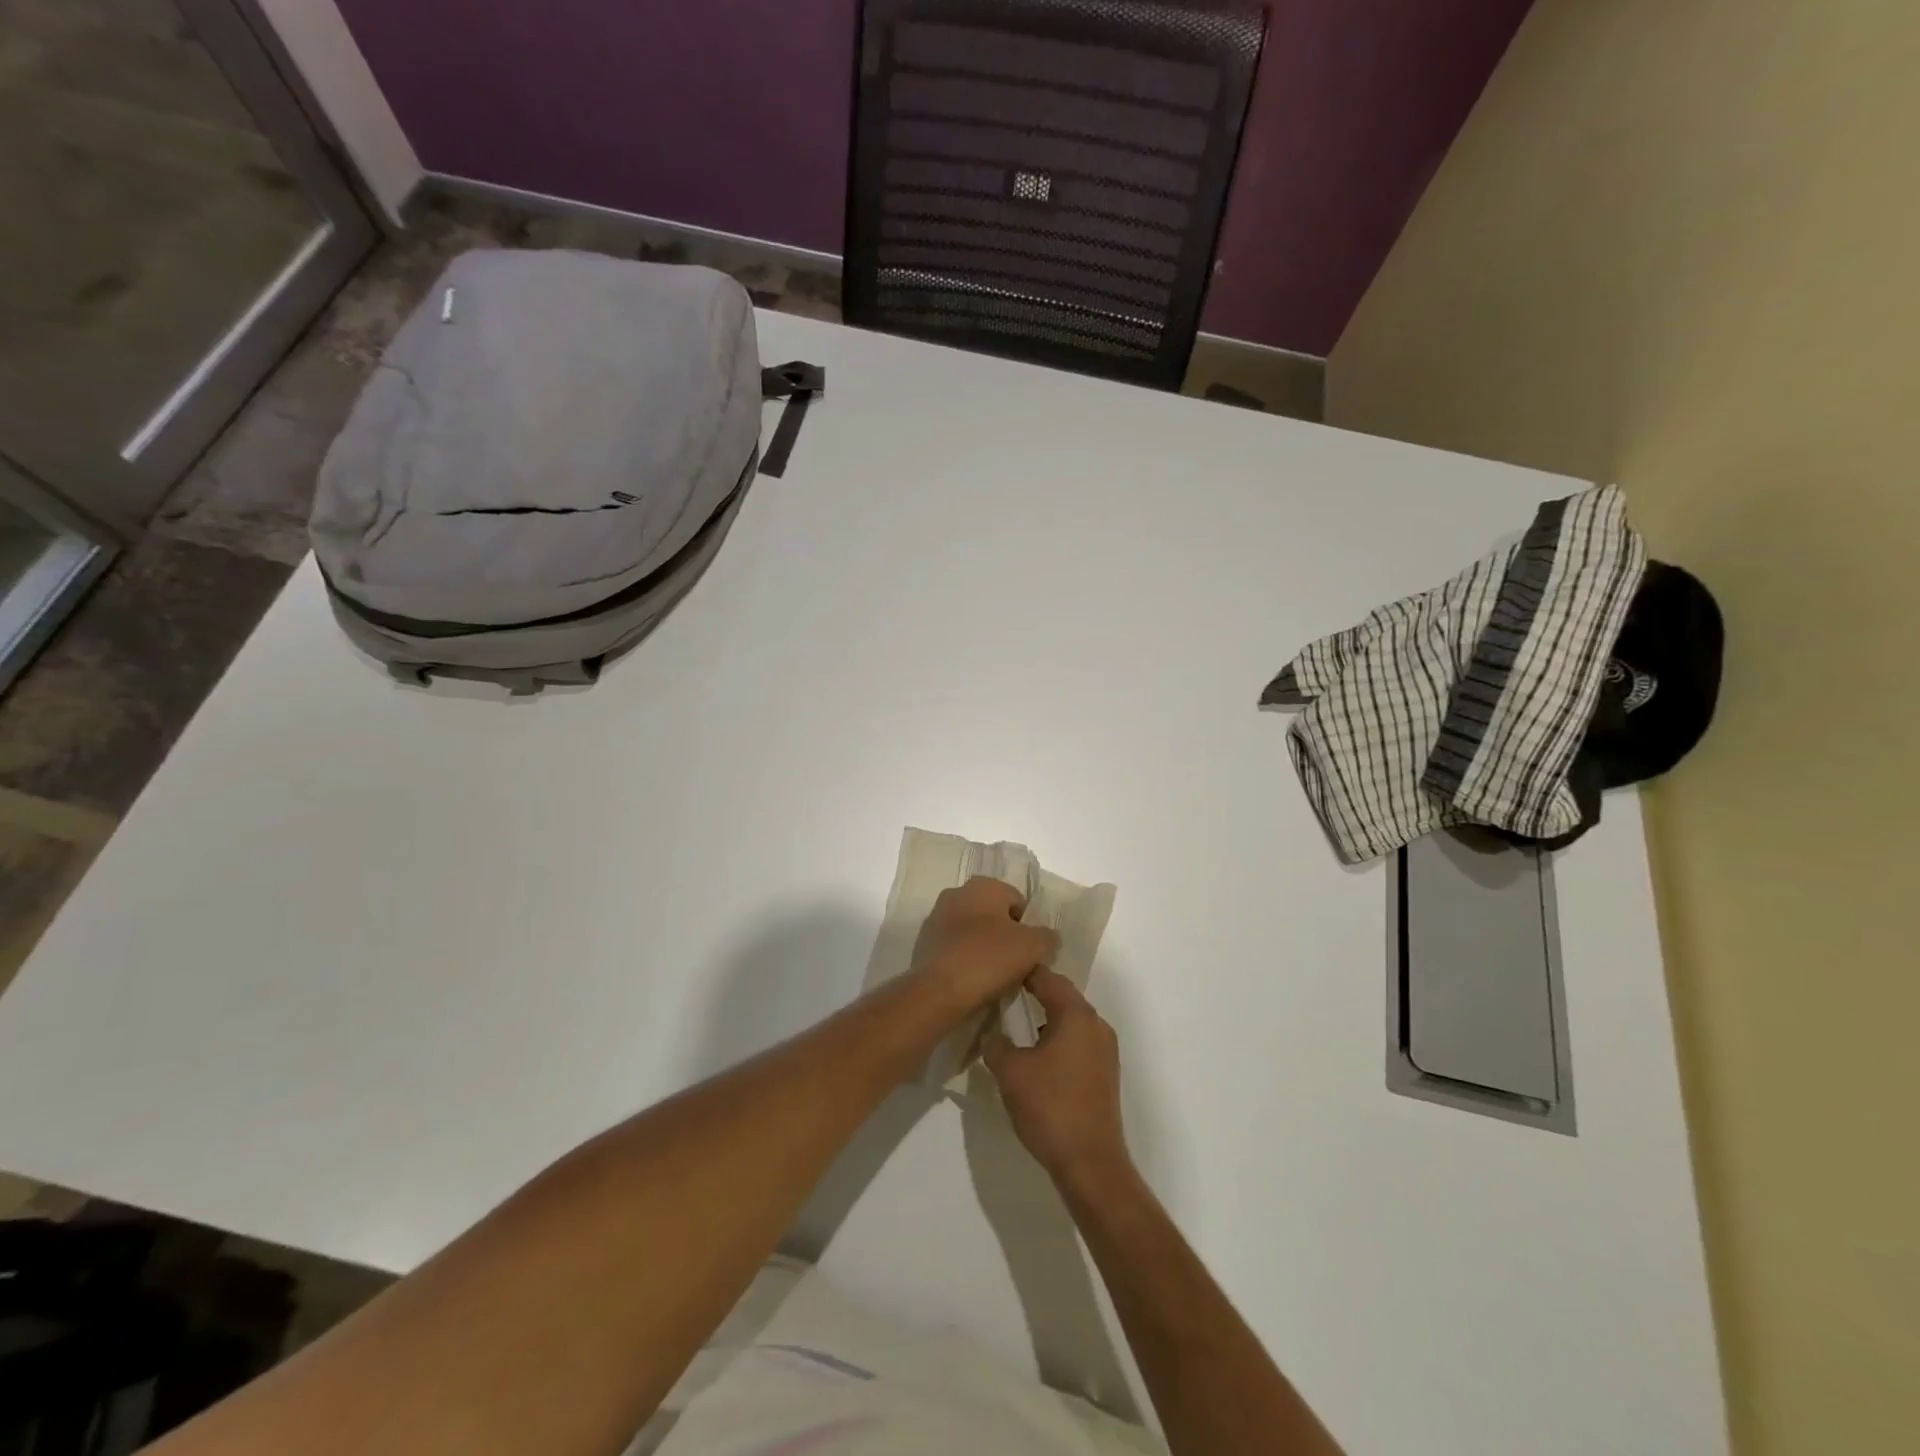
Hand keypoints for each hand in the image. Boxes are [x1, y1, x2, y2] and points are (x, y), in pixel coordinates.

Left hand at [908, 877, 1059, 1018]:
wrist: (937, 992)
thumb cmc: (988, 959)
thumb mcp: (1033, 947)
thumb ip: (1047, 937)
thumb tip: (1047, 938)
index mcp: (983, 885)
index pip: (1017, 900)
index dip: (1029, 927)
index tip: (1031, 952)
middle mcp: (956, 893)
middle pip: (993, 915)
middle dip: (1006, 937)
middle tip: (1016, 965)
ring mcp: (936, 918)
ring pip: (972, 932)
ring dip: (984, 949)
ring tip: (994, 978)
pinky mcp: (923, 944)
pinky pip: (955, 949)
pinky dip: (965, 961)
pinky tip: (972, 982)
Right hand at [983, 968, 1133, 1198]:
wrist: (1090, 1163)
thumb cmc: (1050, 1107)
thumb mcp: (1011, 1072)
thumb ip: (997, 1045)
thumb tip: (993, 1034)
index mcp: (1076, 1015)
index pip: (1048, 978)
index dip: (1023, 972)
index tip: (1000, 971)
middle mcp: (1096, 1025)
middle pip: (1063, 996)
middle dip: (1035, 994)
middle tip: (1004, 995)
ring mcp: (1105, 1051)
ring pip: (1071, 1021)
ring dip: (1047, 1019)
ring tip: (1016, 1027)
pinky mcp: (1105, 1074)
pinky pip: (1078, 1043)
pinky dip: (1058, 1040)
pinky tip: (1038, 1059)